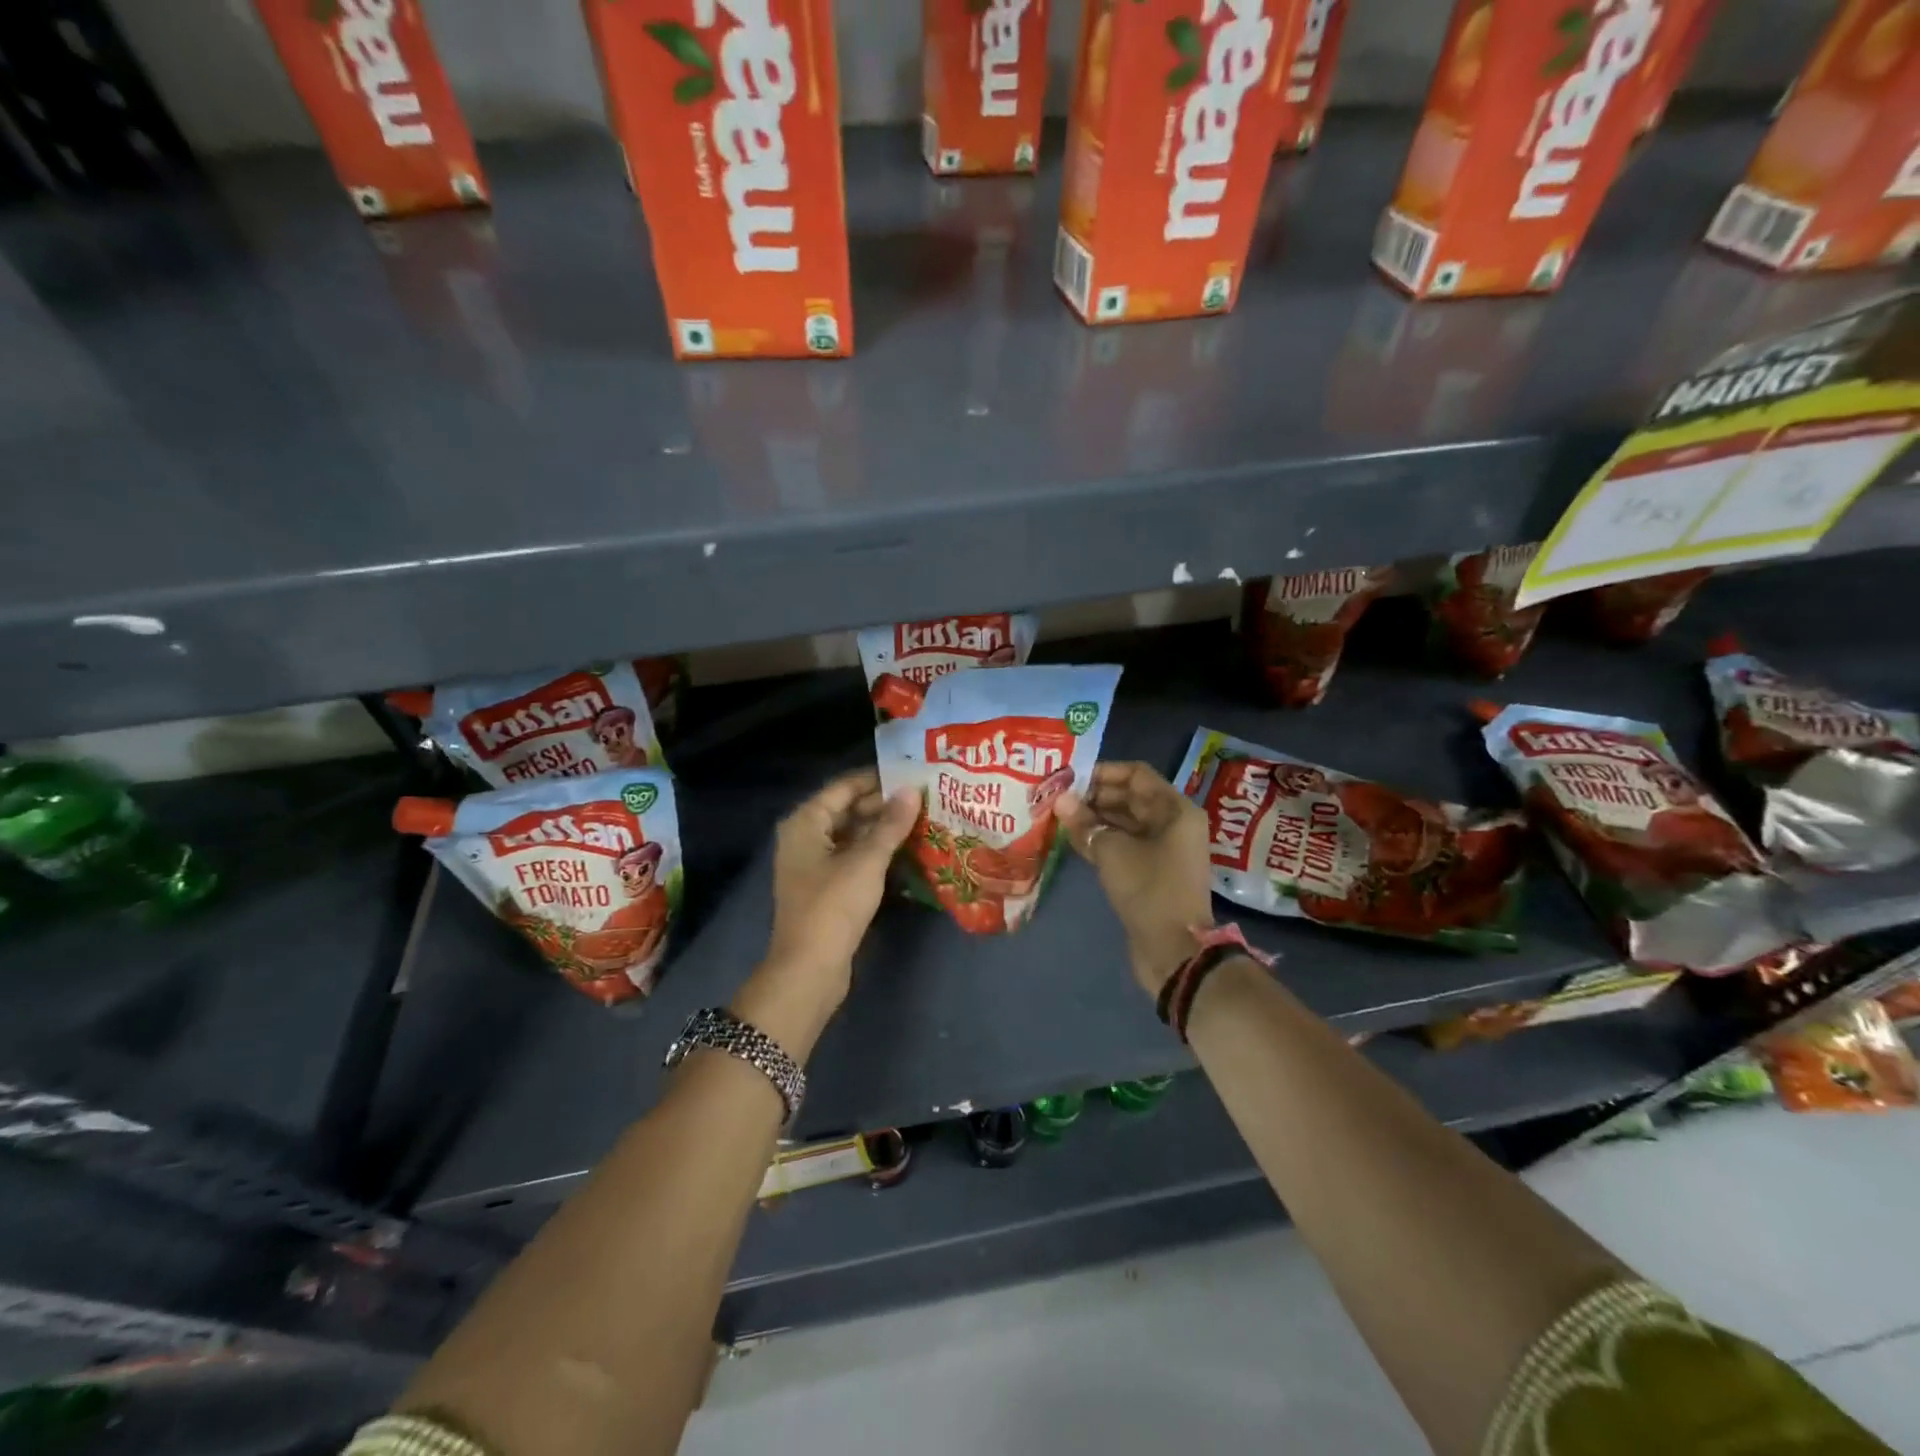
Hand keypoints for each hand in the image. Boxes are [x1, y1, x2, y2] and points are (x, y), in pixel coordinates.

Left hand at [764, 769, 919, 1001]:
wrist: (809, 970)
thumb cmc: (833, 907)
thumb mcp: (867, 861)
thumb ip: (891, 824)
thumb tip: (912, 791)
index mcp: (805, 823)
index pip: (844, 787)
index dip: (877, 779)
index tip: (911, 774)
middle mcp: (805, 837)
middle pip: (847, 810)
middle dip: (883, 805)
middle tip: (924, 798)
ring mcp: (814, 864)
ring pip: (852, 836)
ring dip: (883, 830)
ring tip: (922, 820)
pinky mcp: (825, 888)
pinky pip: (853, 858)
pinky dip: (876, 853)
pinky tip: (907, 851)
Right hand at [1056, 762, 1214, 995]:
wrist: (1174, 951)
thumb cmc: (1149, 890)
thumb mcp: (1112, 852)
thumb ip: (1085, 822)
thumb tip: (1060, 800)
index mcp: (1174, 810)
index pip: (1136, 774)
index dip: (1103, 772)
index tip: (1070, 778)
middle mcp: (1172, 824)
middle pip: (1130, 797)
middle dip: (1094, 796)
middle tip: (1058, 797)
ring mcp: (1163, 849)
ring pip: (1125, 822)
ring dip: (1094, 818)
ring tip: (1058, 816)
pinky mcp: (1152, 871)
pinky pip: (1124, 844)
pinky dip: (1101, 839)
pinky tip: (1071, 838)